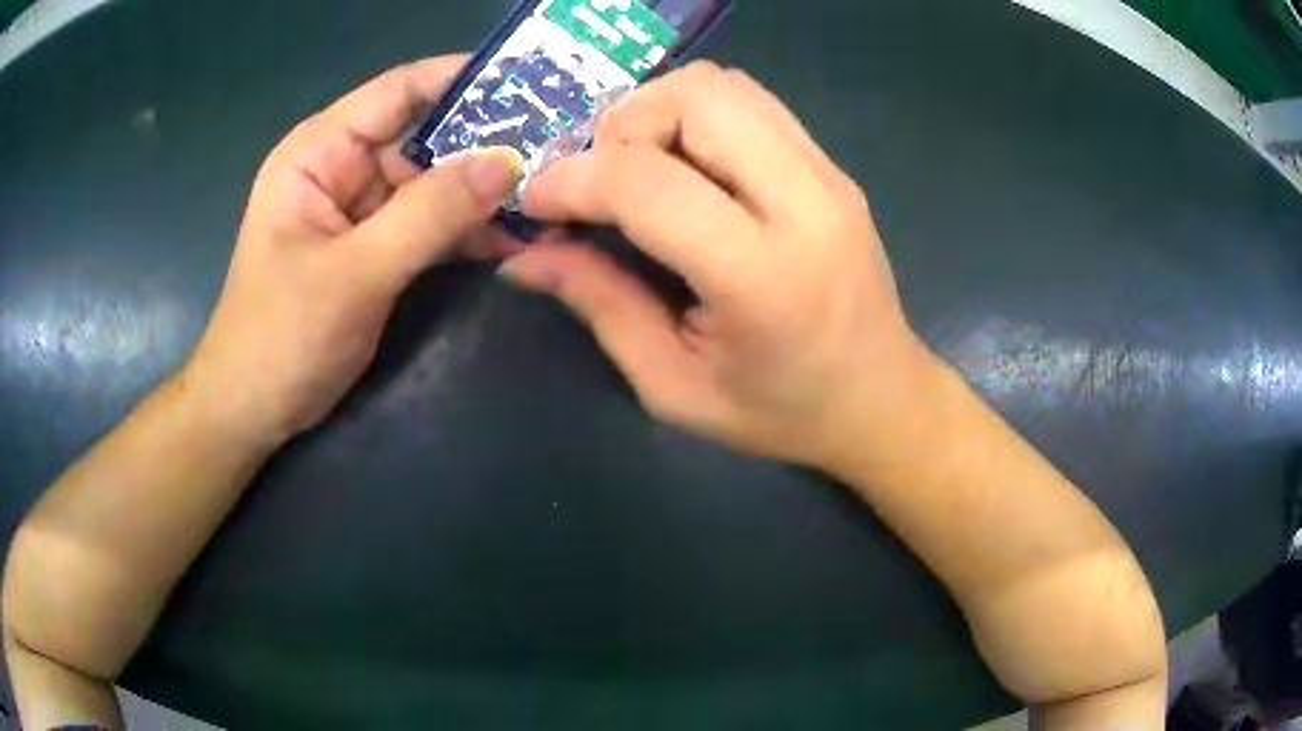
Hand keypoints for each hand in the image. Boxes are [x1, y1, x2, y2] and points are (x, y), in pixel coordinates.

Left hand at [184, 57, 524, 444]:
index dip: (465, 79)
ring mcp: (363, 210)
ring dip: (486, 192)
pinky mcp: (377, 249)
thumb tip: (509, 163)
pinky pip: (431, 225)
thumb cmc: (280, 337)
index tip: (534, 83)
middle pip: (426, 135)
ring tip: (555, 192)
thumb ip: (429, 215)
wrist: (253, 409)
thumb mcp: (354, 272)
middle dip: (488, 142)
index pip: (400, 91)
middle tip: (562, 147)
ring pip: (435, 183)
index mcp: (321, 151)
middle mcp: (344, 168)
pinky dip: (469, 230)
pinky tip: (518, 236)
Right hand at [500, 62, 937, 466]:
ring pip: (724, 86)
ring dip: (657, 111)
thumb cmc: (781, 412)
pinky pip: (751, 102)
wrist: (881, 399)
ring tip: (635, 168)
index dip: (572, 180)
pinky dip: (695, 114)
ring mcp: (828, 174)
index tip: (535, 202)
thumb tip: (524, 256)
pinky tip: (682, 165)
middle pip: (694, 100)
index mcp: (763, 277)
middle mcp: (806, 203)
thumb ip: (600, 305)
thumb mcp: (674, 385)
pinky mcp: (831, 166)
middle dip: (620, 126)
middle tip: (597, 181)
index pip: (648, 183)